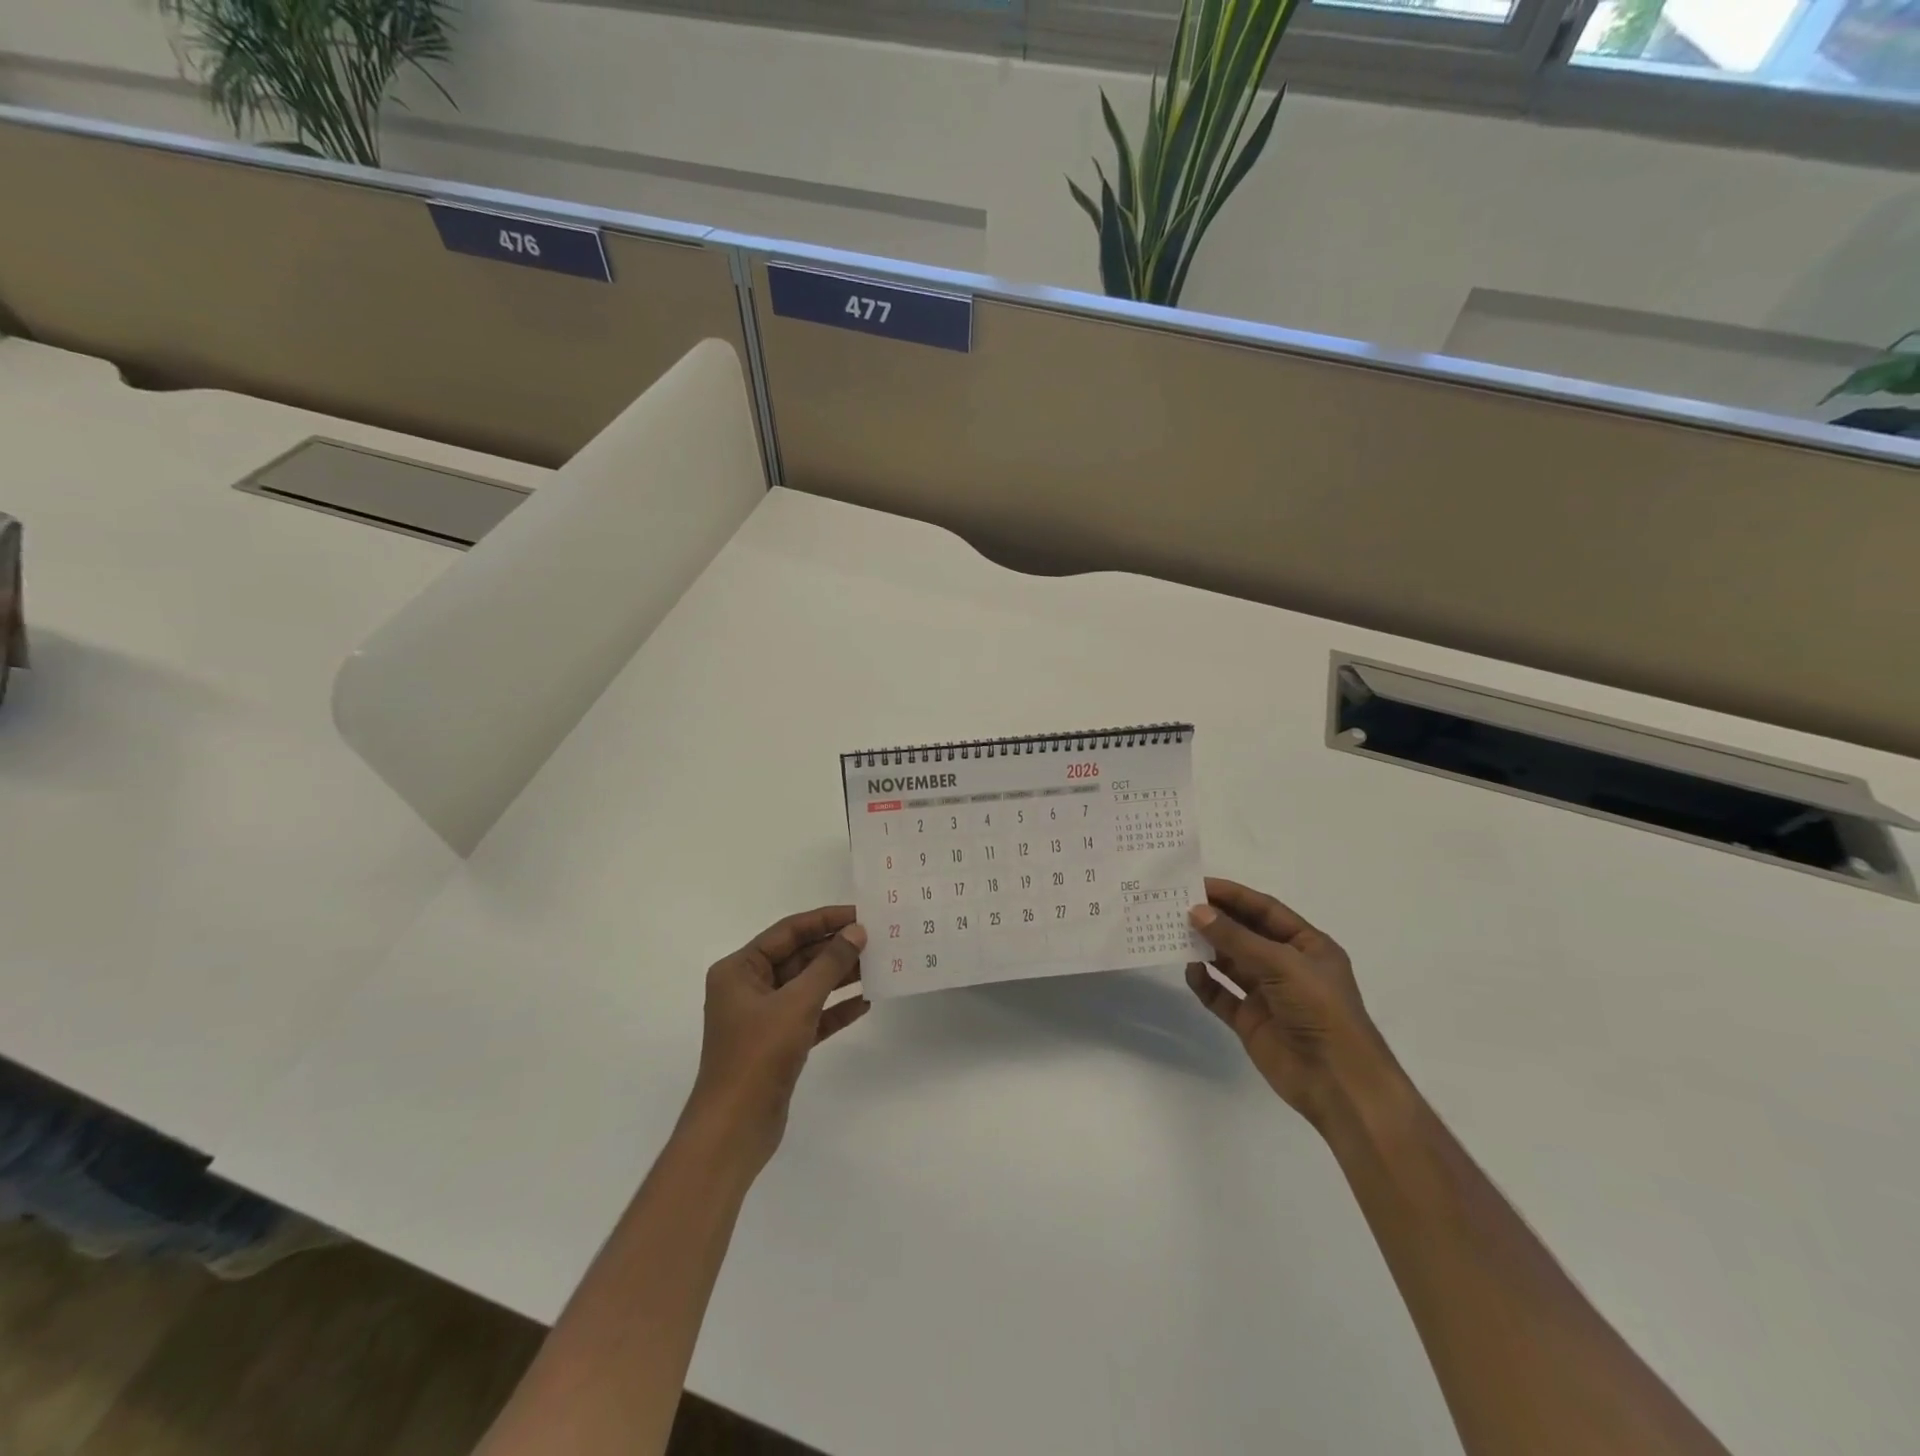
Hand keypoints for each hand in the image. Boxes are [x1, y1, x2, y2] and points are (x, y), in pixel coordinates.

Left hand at [685, 906, 868, 1166]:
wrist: (734, 1129)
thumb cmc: (758, 1055)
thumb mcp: (797, 1002)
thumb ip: (829, 964)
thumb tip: (857, 932)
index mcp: (740, 969)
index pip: (788, 932)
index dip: (825, 920)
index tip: (861, 914)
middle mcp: (748, 987)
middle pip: (798, 957)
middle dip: (835, 949)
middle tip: (877, 939)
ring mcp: (763, 1017)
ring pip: (807, 986)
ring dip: (839, 977)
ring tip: (878, 965)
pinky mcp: (778, 1044)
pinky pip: (811, 1015)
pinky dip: (835, 1009)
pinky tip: (865, 1002)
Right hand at [1185, 877, 1395, 1131]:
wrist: (1338, 1082)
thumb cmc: (1320, 1010)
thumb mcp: (1281, 964)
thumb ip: (1236, 938)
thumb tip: (1195, 911)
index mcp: (1307, 945)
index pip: (1265, 910)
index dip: (1233, 895)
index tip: (1197, 884)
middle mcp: (1287, 965)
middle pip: (1245, 934)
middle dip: (1215, 920)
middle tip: (1178, 905)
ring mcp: (1268, 994)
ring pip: (1230, 963)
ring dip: (1206, 948)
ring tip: (1175, 933)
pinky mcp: (1251, 1021)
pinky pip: (1221, 995)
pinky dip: (1205, 982)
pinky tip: (1190, 971)